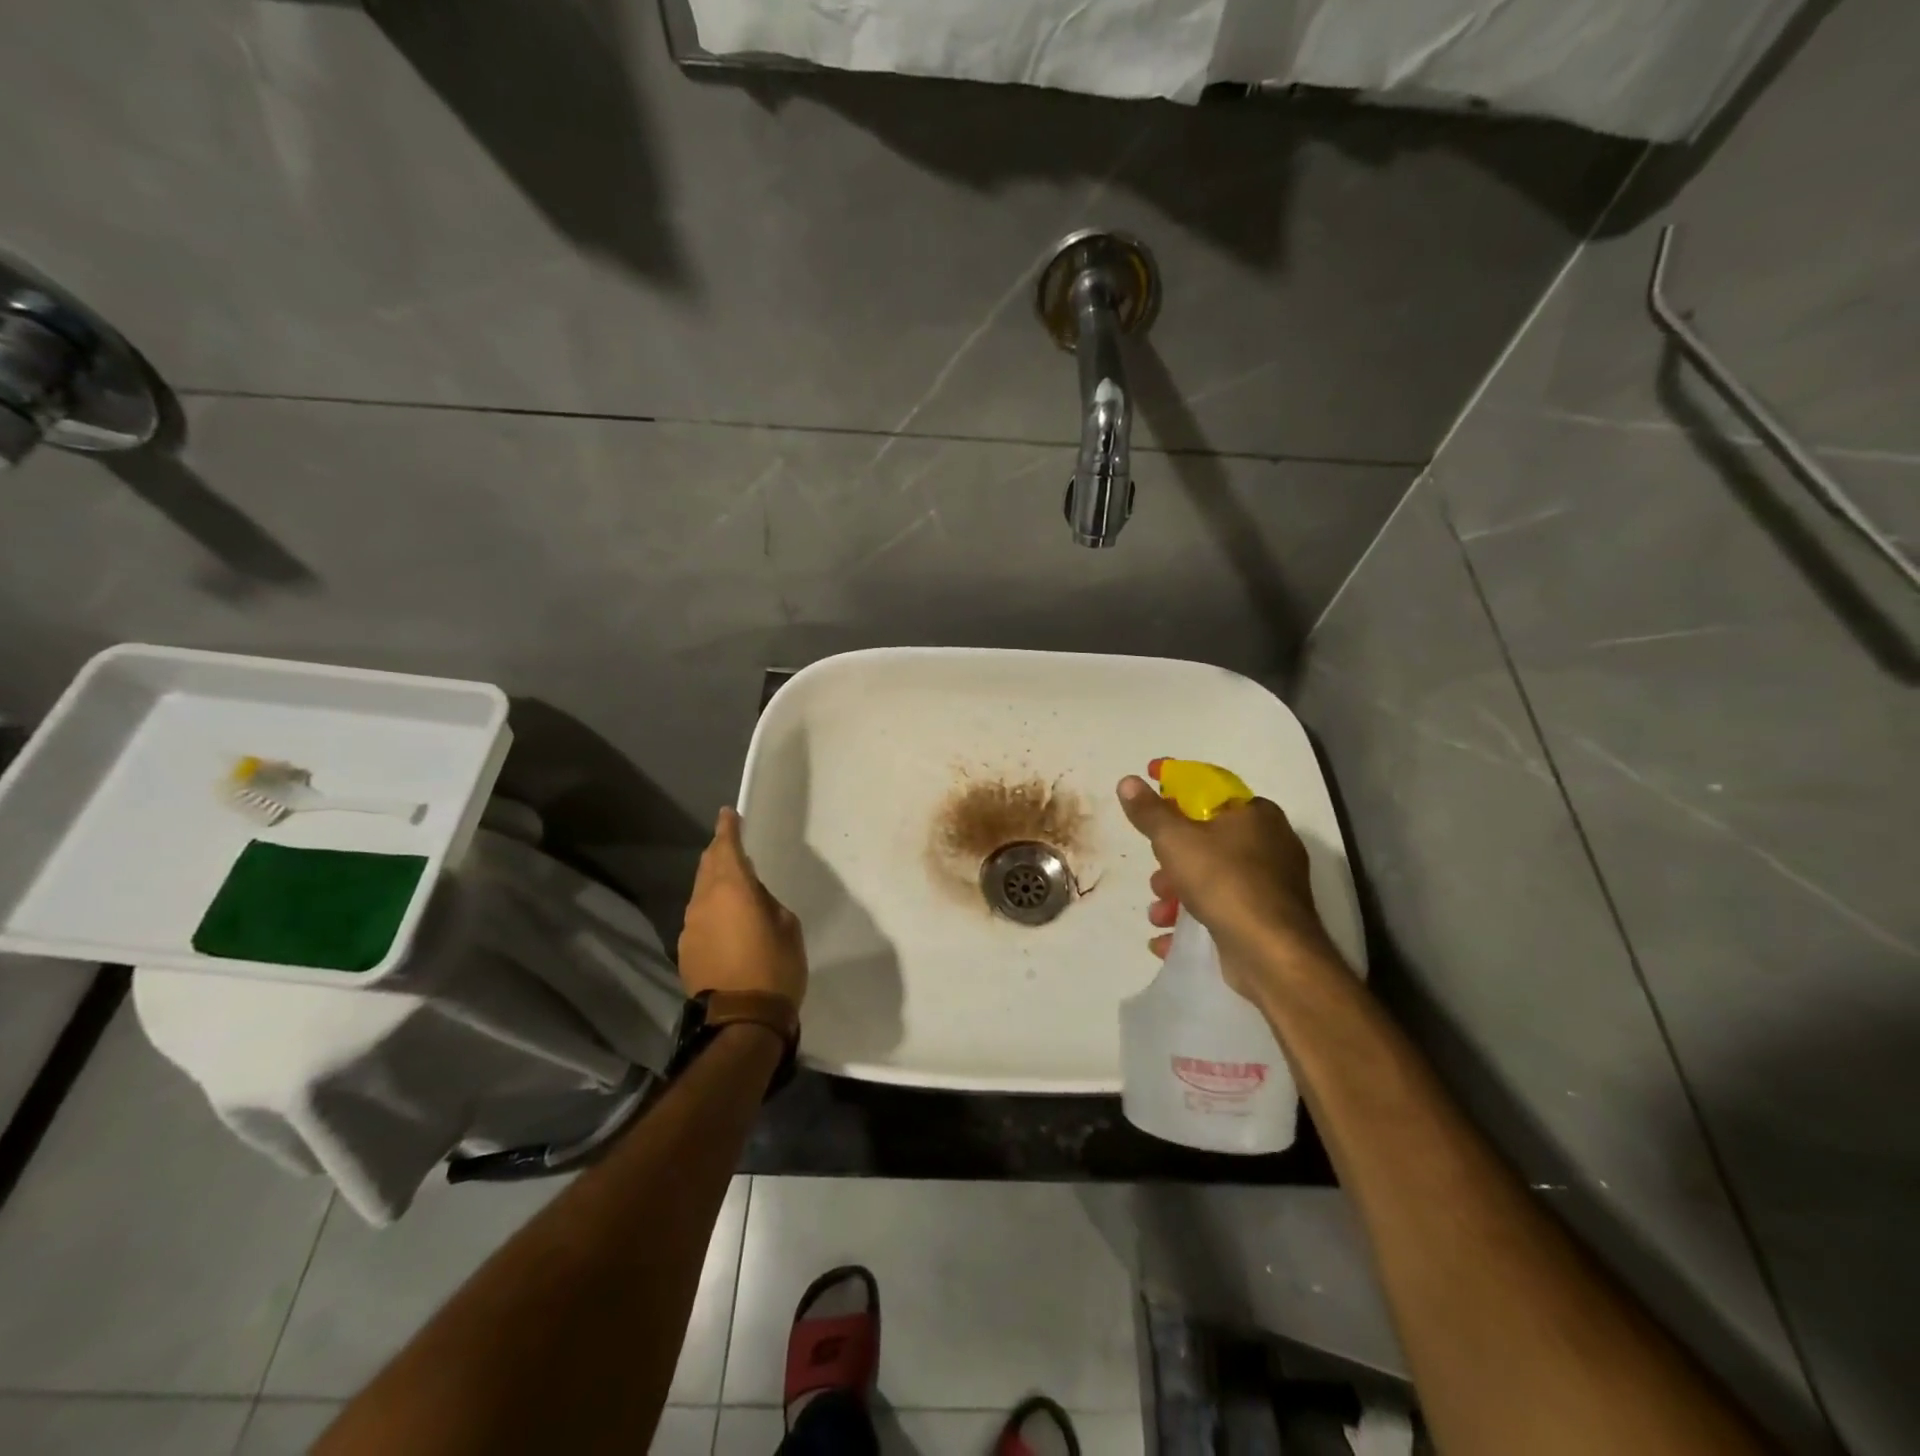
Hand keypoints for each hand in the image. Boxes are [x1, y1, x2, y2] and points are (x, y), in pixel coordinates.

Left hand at [678, 807, 807, 1007]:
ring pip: (701, 894)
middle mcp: (703, 902)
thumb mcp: (787, 926)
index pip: (726, 847)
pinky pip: (699, 919)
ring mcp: (690, 928)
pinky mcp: (686, 951)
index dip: (727, 828)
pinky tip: (726, 925)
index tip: (727, 814)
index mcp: (732, 888)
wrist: (742, 1021)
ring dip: (715, 885)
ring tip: (733, 888)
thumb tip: (752, 898)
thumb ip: (767, 902)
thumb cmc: (774, 967)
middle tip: (732, 846)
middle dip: (719, 853)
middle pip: (708, 867)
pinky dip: (712, 912)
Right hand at [1116, 770, 1336, 995]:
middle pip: (1206, 839)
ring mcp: (1271, 885)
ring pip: (1211, 878)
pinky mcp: (1266, 920)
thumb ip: (1149, 811)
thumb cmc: (1223, 881)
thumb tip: (1128, 781)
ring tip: (1158, 914)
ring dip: (1177, 895)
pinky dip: (1193, 921)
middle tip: (1155, 874)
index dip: (1175, 784)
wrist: (1272, 953)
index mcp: (1255, 813)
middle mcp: (1270, 844)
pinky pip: (1222, 911)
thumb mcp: (1175, 840)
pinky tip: (1167, 938)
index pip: (1210, 788)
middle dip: (1171, 858)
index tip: (1150, 781)